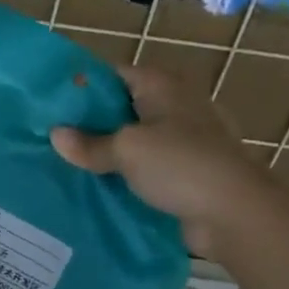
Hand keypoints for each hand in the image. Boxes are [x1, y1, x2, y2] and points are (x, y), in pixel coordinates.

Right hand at [51, 65, 278, 256]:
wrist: (234, 213)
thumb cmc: (180, 166)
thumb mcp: (127, 150)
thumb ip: (90, 144)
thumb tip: (56, 135)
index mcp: (164, 87)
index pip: (116, 75)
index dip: (84, 87)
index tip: (53, 106)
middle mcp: (176, 107)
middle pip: (124, 108)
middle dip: (92, 123)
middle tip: (54, 138)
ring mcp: (185, 141)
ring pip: (136, 140)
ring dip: (109, 152)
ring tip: (70, 164)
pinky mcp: (188, 172)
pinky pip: (148, 168)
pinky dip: (127, 175)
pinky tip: (101, 186)